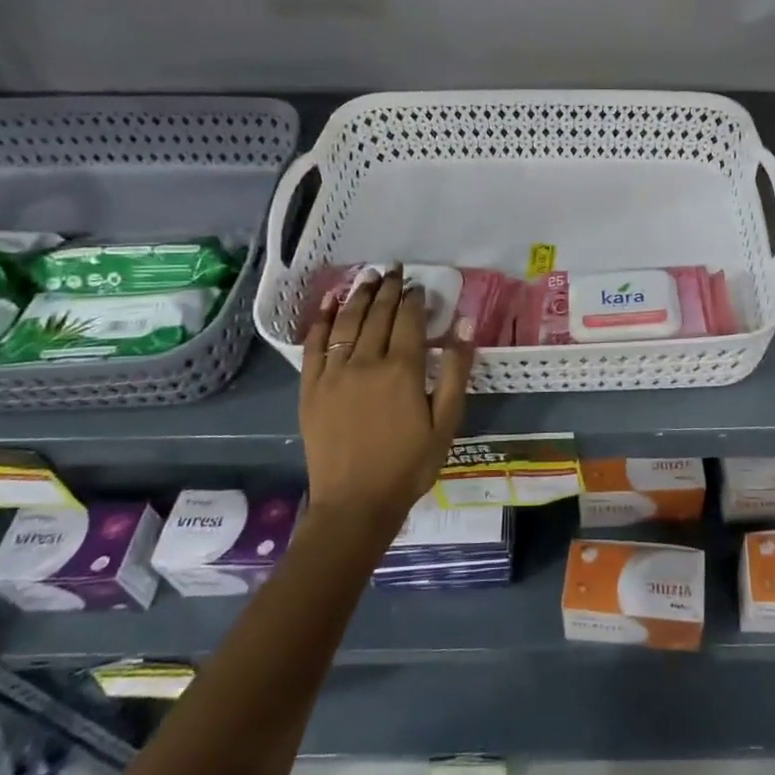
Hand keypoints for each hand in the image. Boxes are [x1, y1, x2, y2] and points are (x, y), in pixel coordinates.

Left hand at [300, 266, 472, 529]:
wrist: (355, 504)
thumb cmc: (409, 465)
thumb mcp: (446, 422)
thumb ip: (454, 371)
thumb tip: (463, 325)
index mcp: (402, 369)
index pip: (408, 319)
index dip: (414, 298)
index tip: (418, 285)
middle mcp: (365, 362)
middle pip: (377, 314)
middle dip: (388, 288)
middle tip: (394, 269)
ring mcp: (333, 373)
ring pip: (347, 322)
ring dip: (359, 295)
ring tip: (367, 276)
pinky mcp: (311, 388)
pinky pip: (314, 344)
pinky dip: (322, 320)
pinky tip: (330, 304)